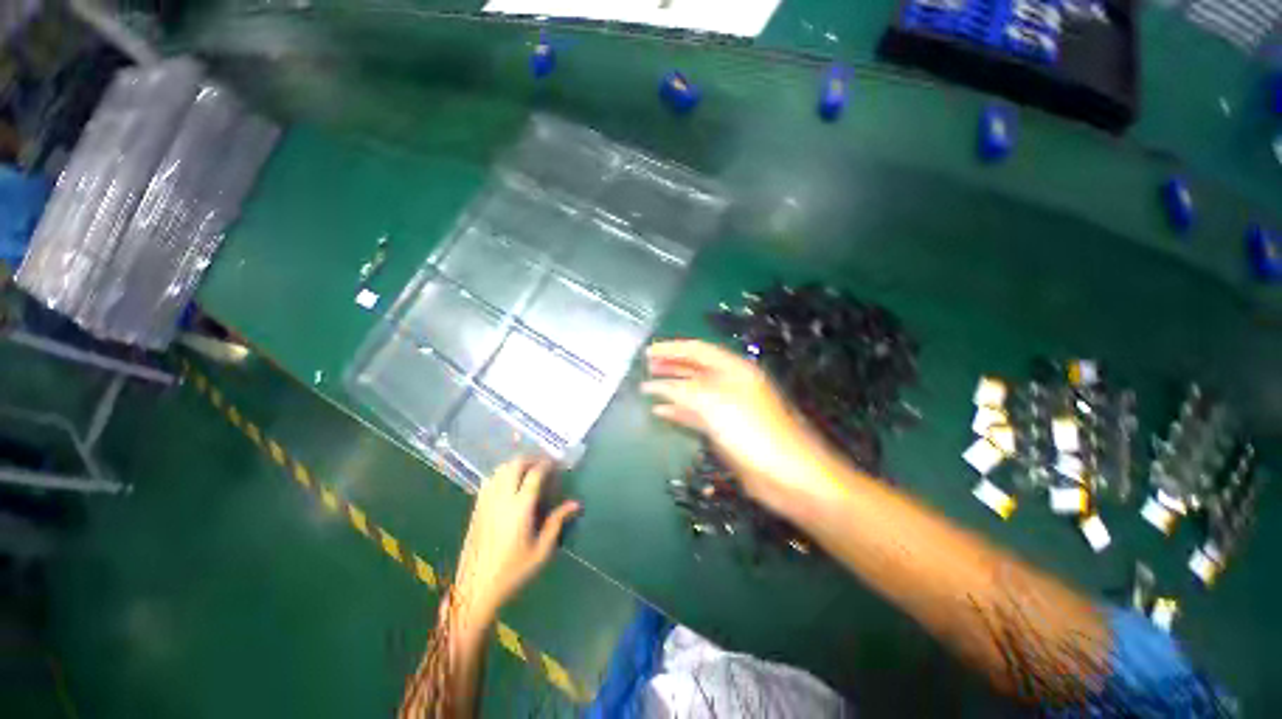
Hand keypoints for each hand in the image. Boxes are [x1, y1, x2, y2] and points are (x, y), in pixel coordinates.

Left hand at [450, 457, 579, 634]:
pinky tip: (508, 485)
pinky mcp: (476, 509)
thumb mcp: (541, 551)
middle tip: (543, 465)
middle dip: (530, 459)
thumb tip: (575, 504)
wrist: (475, 590)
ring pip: (499, 470)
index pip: (535, 474)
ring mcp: (486, 502)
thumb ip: (557, 523)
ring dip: (515, 465)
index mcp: (520, 508)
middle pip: (514, 465)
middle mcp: (502, 499)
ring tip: (527, 472)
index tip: (557, 464)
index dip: (547, 464)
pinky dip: (501, 475)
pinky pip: (488, 481)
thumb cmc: (512, 572)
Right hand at [642, 339, 846, 518]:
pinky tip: (660, 411)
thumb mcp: (713, 403)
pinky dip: (678, 410)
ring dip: (672, 387)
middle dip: (670, 365)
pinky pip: (696, 413)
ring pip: (694, 390)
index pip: (698, 350)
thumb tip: (653, 386)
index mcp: (733, 369)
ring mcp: (728, 406)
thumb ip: (681, 391)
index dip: (671, 348)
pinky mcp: (725, 428)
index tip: (647, 352)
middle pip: (695, 368)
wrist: (785, 473)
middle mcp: (731, 383)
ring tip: (648, 386)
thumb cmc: (750, 429)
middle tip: (645, 367)